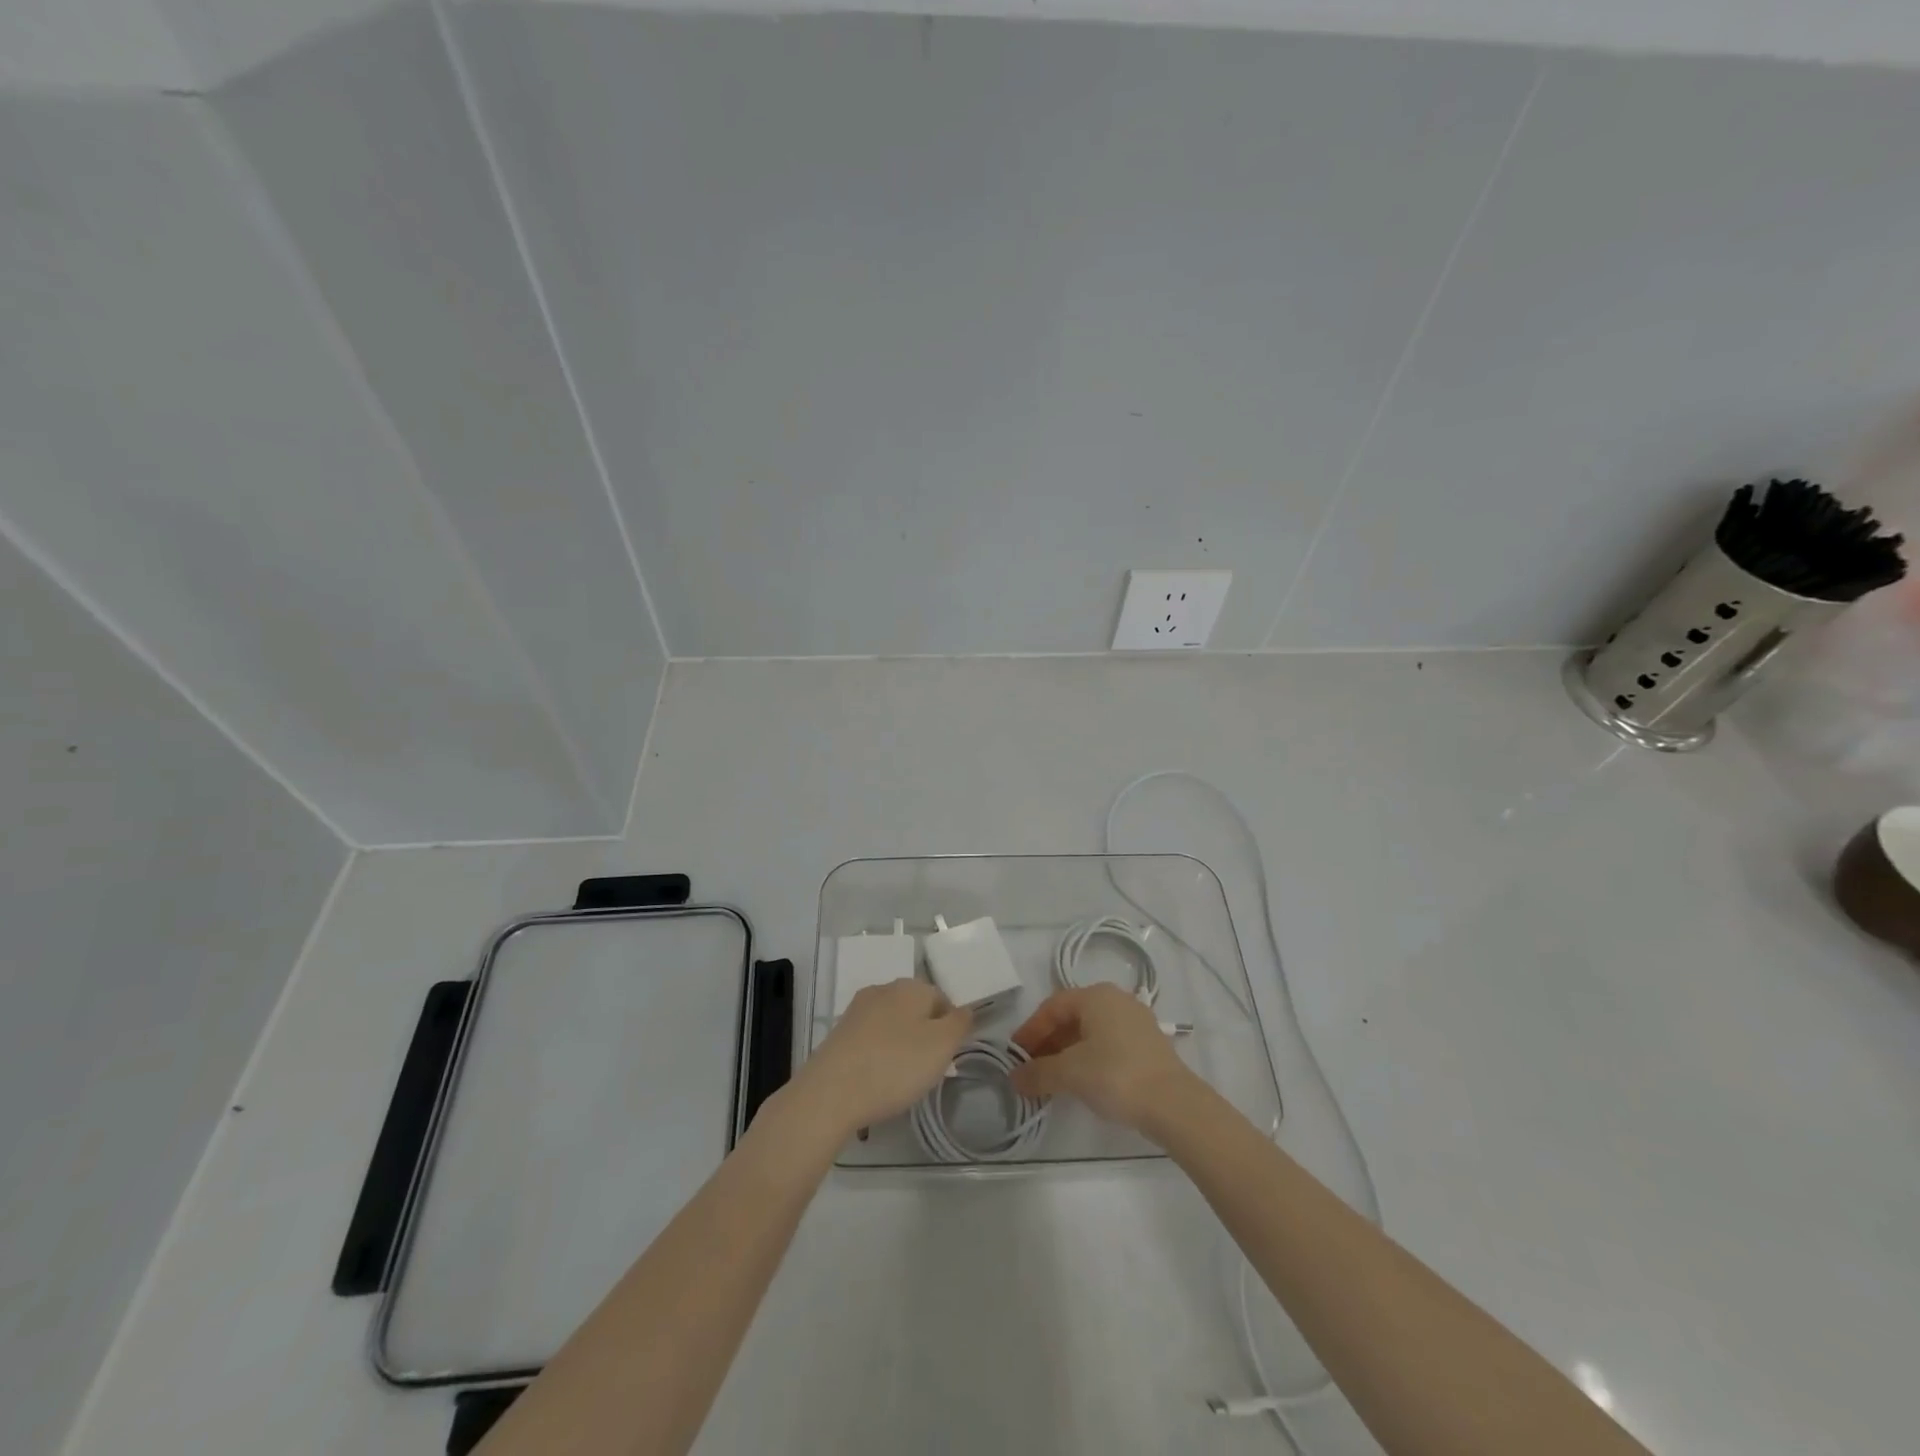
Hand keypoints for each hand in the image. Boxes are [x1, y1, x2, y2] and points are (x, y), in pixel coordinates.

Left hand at [794, 979, 972, 1134]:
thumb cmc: (895, 1065)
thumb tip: (964, 1010)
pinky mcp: (839, 1034)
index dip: (950, 1029)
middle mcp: (883, 990)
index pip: (942, 999)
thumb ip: (959, 1023)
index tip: (947, 1059)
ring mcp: (857, 1010)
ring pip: (892, 1025)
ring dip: (901, 1047)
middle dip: (925, 1037)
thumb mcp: (942, 1045)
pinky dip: (878, 1057)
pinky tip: (877, 1081)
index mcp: (910, 986)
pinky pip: (870, 1041)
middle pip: (915, 1010)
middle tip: (927, 1072)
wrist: (830, 1092)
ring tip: (901, 1081)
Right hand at [1010, 984, 1199, 1131]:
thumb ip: (1038, 1073)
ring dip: (1067, 1051)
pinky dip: (1089, 1057)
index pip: (1052, 1006)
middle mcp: (1116, 999)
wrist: (1174, 1105)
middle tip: (1031, 1067)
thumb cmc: (1115, 1075)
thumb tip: (1014, 1078)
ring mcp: (1135, 1021)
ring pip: (1091, 1031)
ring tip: (1053, 1078)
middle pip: (1072, 1017)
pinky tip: (1083, 1081)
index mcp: (1096, 995)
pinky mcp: (1148, 1044)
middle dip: (1048, 1042)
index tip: (1015, 1055)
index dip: (1030, 1030)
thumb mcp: (1070, 1073)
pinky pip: (1108, 1043)